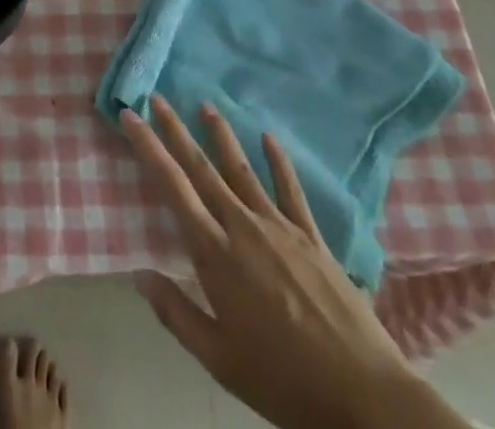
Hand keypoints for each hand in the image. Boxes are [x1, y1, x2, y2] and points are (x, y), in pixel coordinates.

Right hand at [122, 97, 465, 428]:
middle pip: (202, 168)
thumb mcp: (219, 360)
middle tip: (157, 98)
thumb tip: (138, 274)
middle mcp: (242, 227)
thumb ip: (176, 313)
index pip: (172, 187)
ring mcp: (279, 227)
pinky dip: (278, 162)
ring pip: (242, 169)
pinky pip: (291, 190)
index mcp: (215, 254)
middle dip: (176, 130)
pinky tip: (269, 138)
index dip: (148, 147)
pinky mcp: (312, 237)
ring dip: (221, 135)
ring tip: (206, 106)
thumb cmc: (283, 381)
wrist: (364, 397)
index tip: (130, 116)